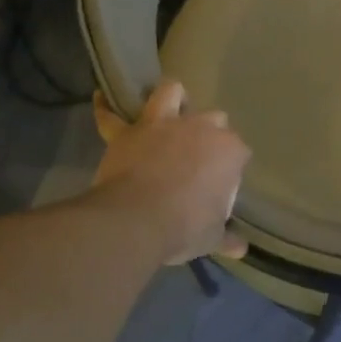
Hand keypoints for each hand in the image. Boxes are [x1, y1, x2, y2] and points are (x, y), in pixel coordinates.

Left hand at [92, 80, 251, 264]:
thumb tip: (240, 249)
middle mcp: (199, 127)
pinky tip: (100, 98)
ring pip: (170, 93)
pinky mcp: (127, 132)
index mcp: (228, 151)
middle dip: (210, 132)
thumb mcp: (211, 238)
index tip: (223, 185)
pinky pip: (111, 116)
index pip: (238, 152)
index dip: (231, 167)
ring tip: (169, 108)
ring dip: (171, 97)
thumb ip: (226, 238)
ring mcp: (162, 124)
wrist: (136, 221)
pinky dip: (105, 108)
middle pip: (214, 119)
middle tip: (200, 156)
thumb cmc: (185, 227)